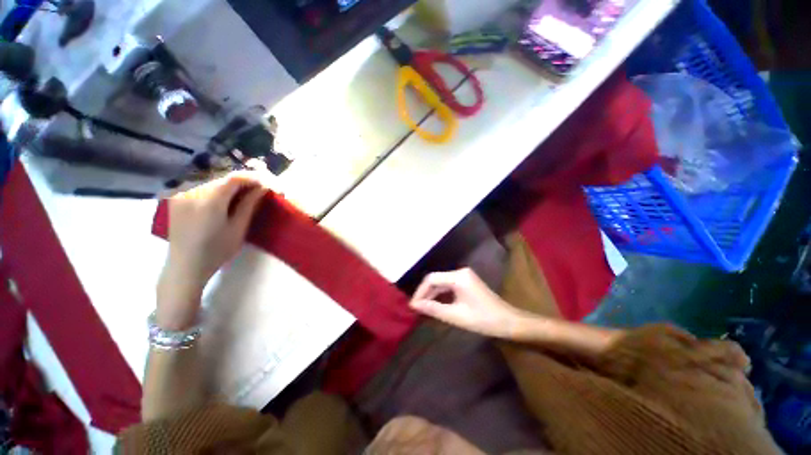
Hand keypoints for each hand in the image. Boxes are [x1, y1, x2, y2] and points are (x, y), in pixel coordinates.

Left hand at [157, 171, 268, 329]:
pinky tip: (227, 197)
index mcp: (209, 201)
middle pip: (224, 177)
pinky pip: (202, 186)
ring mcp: (182, 194)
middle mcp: (192, 192)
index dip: (254, 177)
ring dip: (232, 184)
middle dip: (245, 180)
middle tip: (261, 188)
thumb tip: (263, 188)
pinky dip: (218, 188)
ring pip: (213, 180)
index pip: (235, 178)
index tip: (269, 183)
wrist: (185, 266)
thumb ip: (249, 204)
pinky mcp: (178, 198)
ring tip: (247, 193)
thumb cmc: (216, 251)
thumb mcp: (238, 228)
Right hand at [409, 268, 526, 338]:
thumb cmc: (483, 319)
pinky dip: (440, 294)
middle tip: (416, 308)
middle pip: (436, 279)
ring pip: (441, 282)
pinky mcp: (466, 281)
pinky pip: (448, 285)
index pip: (431, 279)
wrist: (508, 321)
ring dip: (432, 294)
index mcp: (458, 277)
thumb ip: (433, 308)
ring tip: (423, 308)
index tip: (412, 306)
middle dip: (425, 293)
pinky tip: (435, 304)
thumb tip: (414, 305)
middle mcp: (460, 272)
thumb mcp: (456, 316)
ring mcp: (464, 276)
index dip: (420, 291)